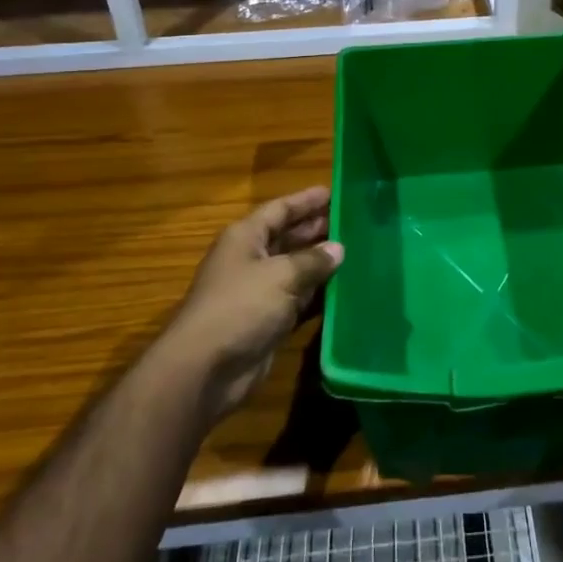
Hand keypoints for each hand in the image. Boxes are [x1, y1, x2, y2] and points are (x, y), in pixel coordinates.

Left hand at [163, 187, 344, 421]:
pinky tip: (345, 289)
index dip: (306, 200)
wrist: (206, 370)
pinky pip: (299, 300)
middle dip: (317, 229)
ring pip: (296, 269)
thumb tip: (338, 249)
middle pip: (288, 237)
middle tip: (352, 221)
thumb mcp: (281, 275)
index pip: (280, 210)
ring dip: (321, 263)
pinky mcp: (268, 321)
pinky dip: (318, 294)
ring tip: (356, 251)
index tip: (334, 192)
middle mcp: (250, 260)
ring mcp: (259, 292)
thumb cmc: (240, 307)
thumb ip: (313, 260)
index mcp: (245, 238)